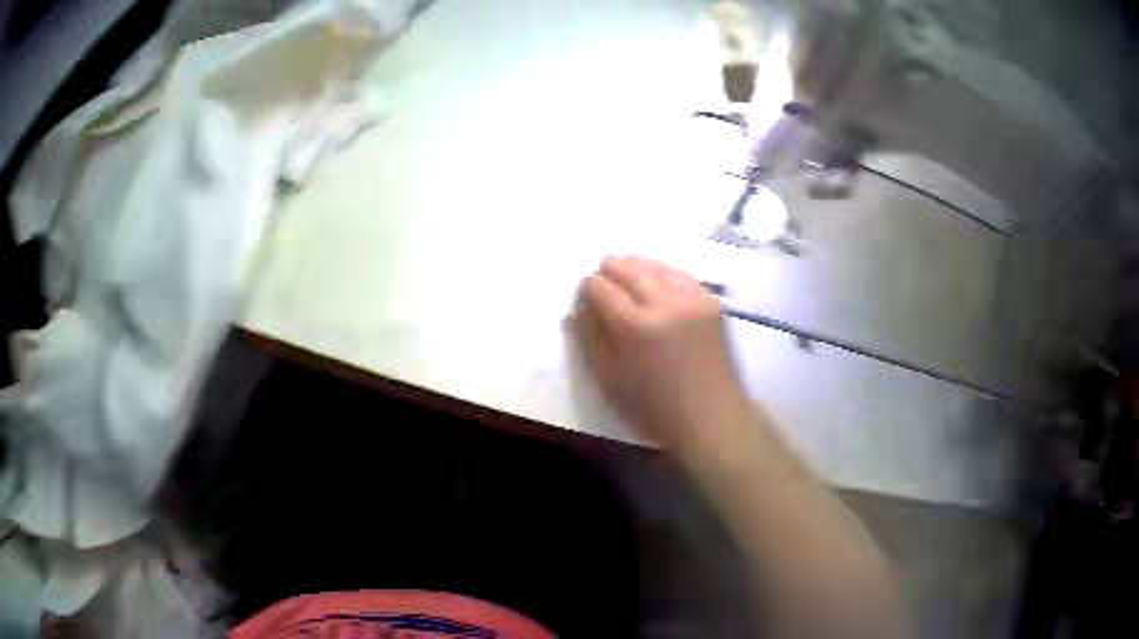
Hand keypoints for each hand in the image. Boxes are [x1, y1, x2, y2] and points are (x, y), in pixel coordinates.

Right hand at [572, 255, 748, 452]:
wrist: (711, 417)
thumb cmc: (654, 408)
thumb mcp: (609, 380)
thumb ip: (590, 339)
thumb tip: (579, 308)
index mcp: (635, 326)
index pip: (601, 287)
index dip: (588, 287)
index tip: (585, 296)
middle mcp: (665, 303)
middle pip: (628, 268)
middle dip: (610, 269)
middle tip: (602, 277)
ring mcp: (692, 299)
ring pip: (656, 266)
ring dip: (636, 267)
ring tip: (626, 273)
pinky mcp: (711, 302)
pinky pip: (681, 275)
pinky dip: (664, 274)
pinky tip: (658, 282)